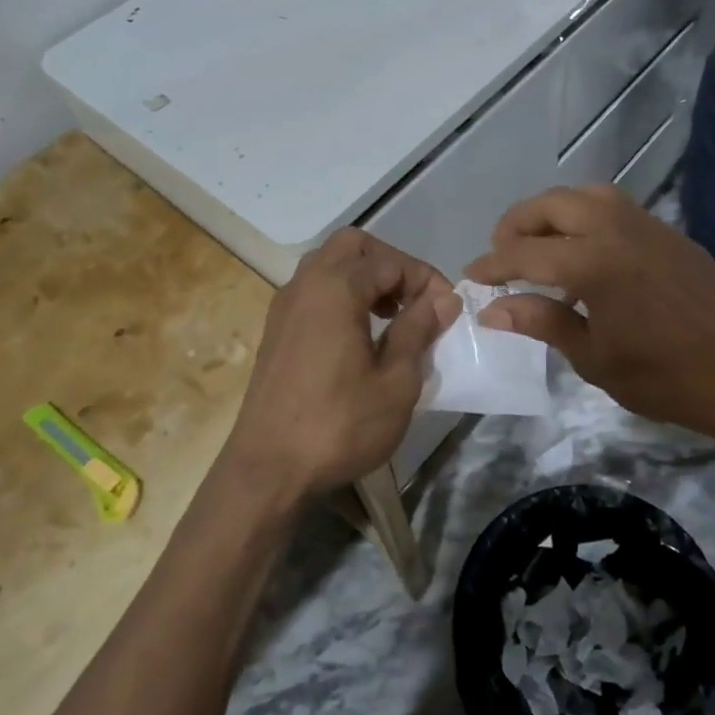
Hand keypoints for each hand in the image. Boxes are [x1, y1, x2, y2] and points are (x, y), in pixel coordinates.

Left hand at [222, 230, 459, 500]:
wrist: (267, 469)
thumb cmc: (339, 426)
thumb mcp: (396, 382)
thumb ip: (419, 330)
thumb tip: (444, 298)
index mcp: (336, 288)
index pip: (391, 261)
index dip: (426, 280)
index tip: (447, 311)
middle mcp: (306, 284)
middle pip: (353, 246)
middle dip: (391, 264)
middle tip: (414, 302)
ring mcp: (285, 305)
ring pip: (329, 263)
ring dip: (364, 277)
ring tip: (390, 317)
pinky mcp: (276, 329)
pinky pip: (313, 289)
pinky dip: (341, 294)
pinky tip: (359, 335)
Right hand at [466, 186, 714, 443]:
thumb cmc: (663, 378)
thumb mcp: (593, 357)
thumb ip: (541, 323)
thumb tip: (491, 309)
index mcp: (595, 264)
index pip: (526, 253)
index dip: (493, 264)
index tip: (471, 275)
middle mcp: (618, 230)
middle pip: (553, 204)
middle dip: (518, 223)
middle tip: (502, 252)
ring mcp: (648, 226)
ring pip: (588, 195)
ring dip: (554, 210)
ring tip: (540, 242)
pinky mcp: (670, 234)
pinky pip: (617, 208)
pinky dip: (587, 216)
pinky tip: (586, 250)